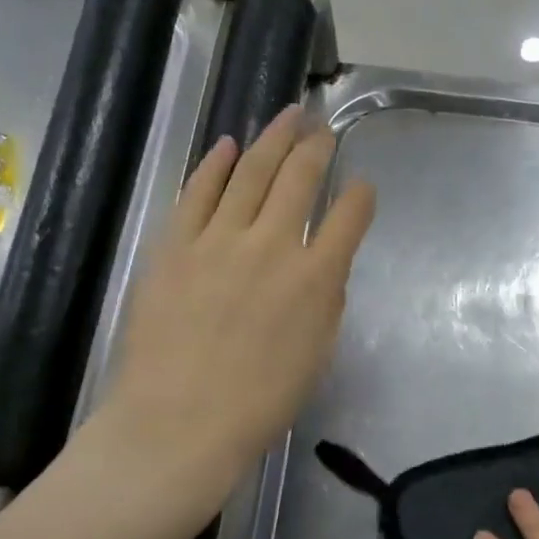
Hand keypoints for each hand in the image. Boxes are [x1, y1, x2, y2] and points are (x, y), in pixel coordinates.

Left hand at [92, 105, 374, 514]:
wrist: (179, 424)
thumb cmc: (259, 402)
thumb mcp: (316, 354)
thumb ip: (326, 300)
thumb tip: (322, 264)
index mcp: (316, 277)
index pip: (349, 217)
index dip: (361, 196)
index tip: (362, 187)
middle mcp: (273, 245)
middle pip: (300, 178)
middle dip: (316, 147)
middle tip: (323, 127)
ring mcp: (220, 240)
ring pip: (250, 172)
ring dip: (273, 139)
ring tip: (288, 114)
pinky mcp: (176, 245)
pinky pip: (198, 193)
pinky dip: (215, 164)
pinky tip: (228, 144)